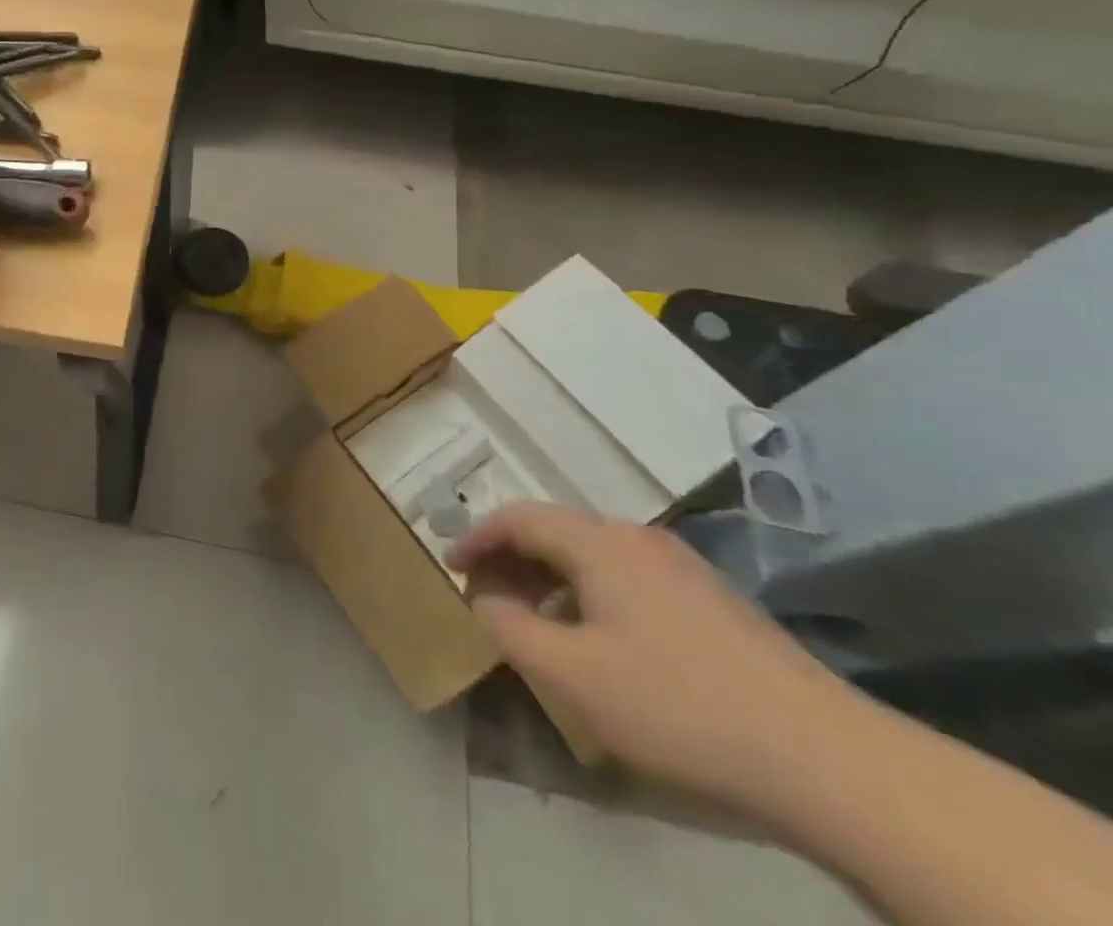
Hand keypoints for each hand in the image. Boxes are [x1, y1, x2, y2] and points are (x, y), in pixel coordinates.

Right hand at [449, 503, 867, 814]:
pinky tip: (597, 640)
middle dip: (511, 559)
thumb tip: (486, 600)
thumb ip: (511, 630)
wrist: (826, 758)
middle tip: (484, 595)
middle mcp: (637, 539)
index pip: (518, 517)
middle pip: (555, 531)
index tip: (449, 565)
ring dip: (549, 578)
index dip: (477, 537)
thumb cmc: (679, 706)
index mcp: (600, 543)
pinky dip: (588, 593)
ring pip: (592, 555)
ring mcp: (680, 567)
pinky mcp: (710, 600)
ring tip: (533, 620)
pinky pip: (625, 578)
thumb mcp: (574, 676)